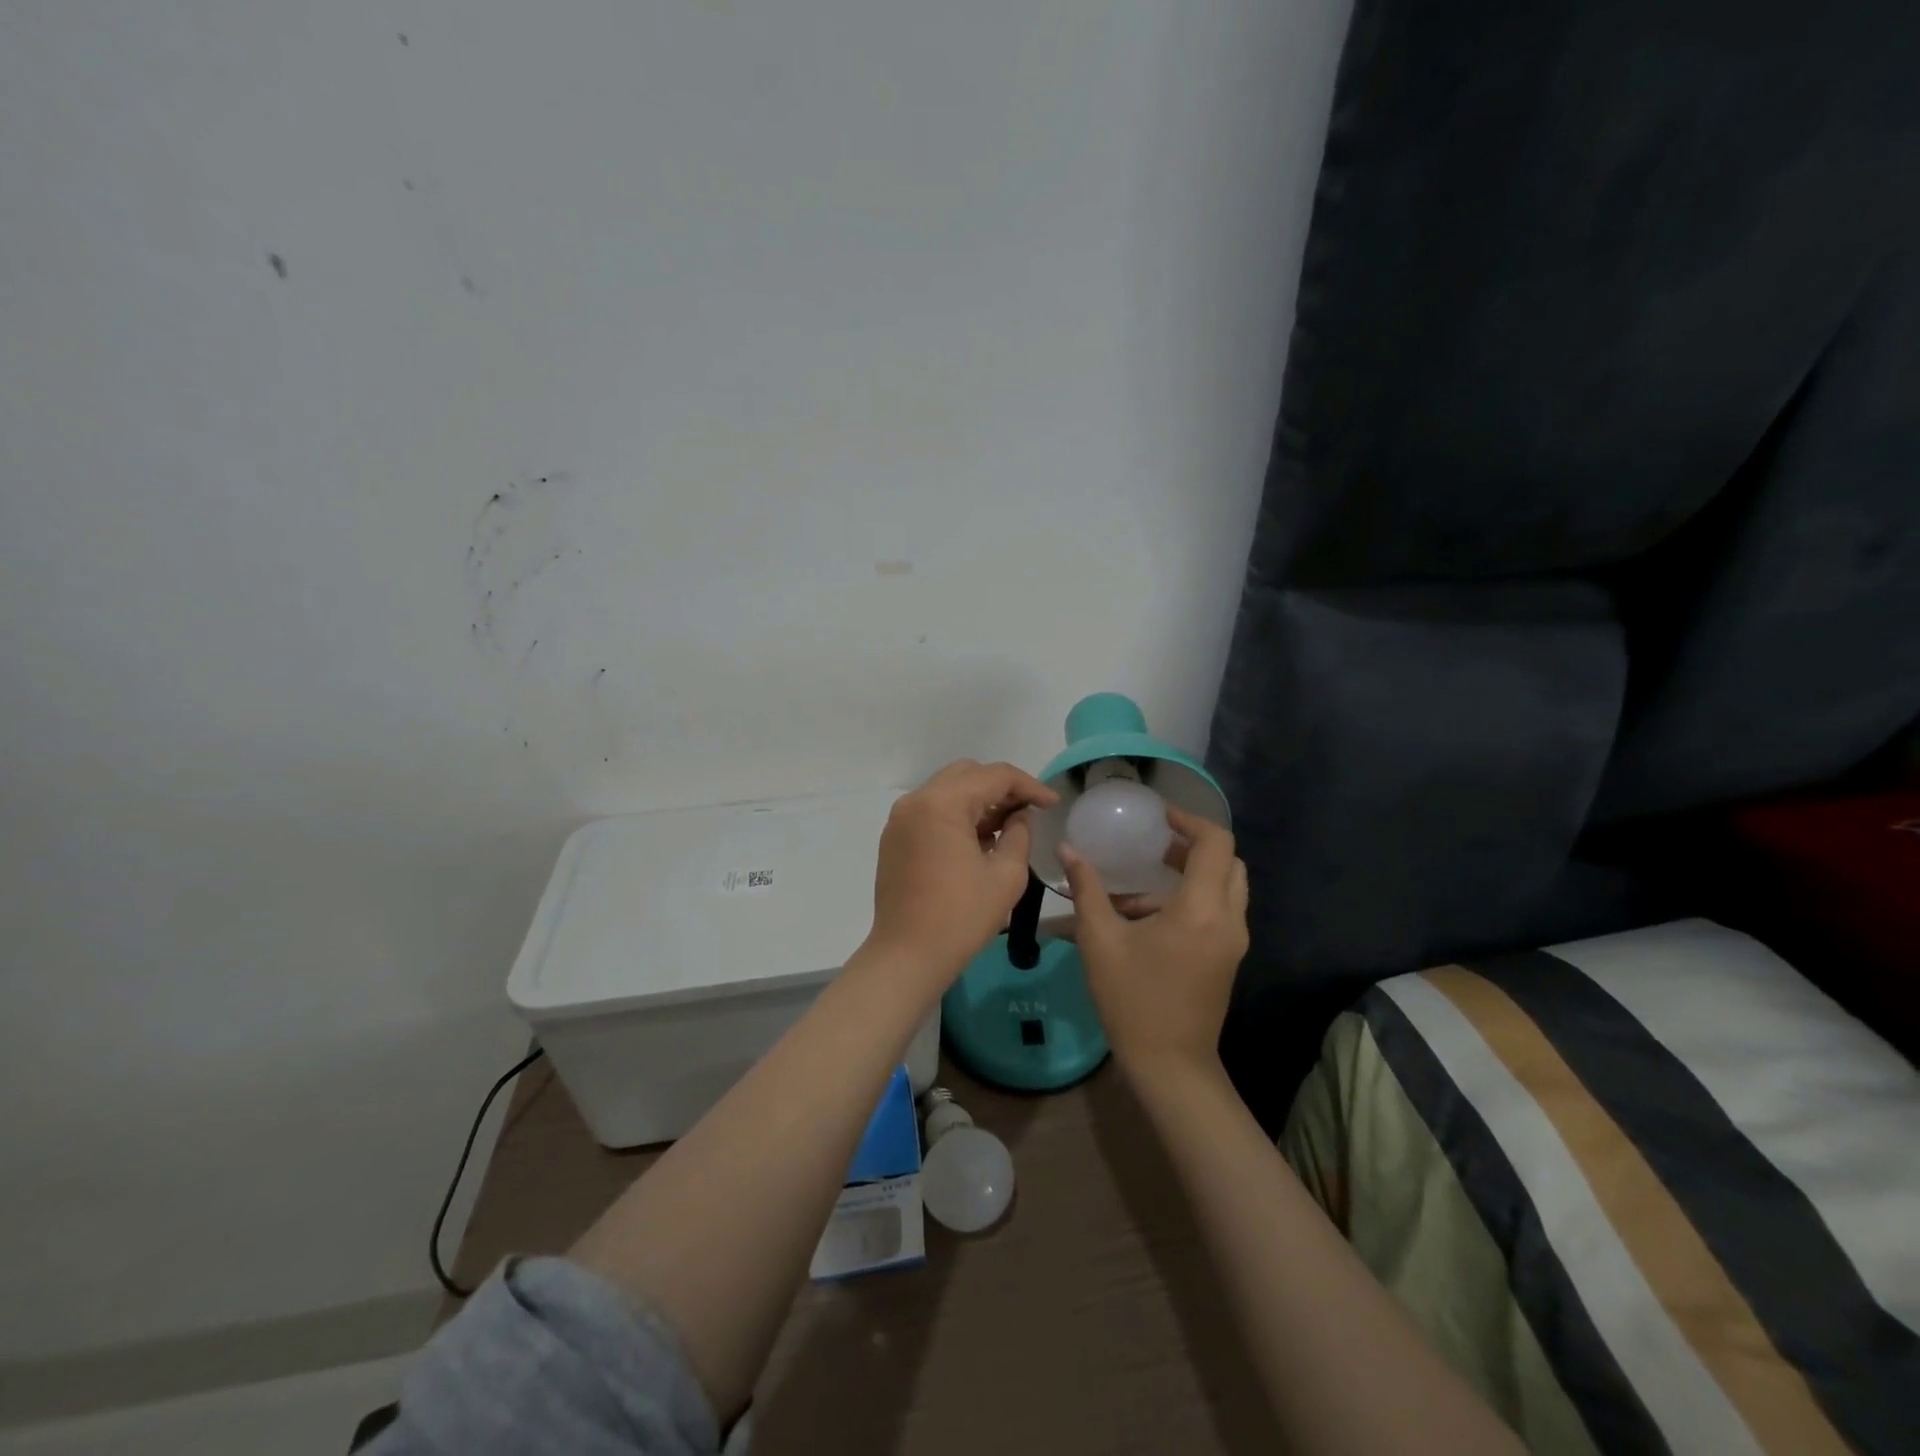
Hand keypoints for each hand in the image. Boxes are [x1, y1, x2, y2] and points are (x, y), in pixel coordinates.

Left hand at [867, 760, 1058, 985]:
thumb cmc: (961, 917)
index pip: (993, 776)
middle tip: (1029, 810)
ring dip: (979, 800)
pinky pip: (931, 811)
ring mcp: (900, 820)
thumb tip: (1019, 816)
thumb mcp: (1006, 876)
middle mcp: (916, 802)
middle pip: (967, 774)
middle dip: (1001, 788)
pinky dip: (957, 815)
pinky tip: (979, 839)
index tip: (1052, 803)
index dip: (1029, 785)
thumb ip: (1019, 835)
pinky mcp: (895, 839)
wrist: (907, 956)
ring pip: (947, 791)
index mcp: (941, 804)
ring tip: (1008, 826)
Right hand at [1060, 807, 1248, 1075]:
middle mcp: (1228, 919)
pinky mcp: (1229, 957)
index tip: (1158, 816)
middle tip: (1155, 843)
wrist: (1170, 1065)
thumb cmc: (1132, 1000)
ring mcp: (1233, 941)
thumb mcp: (1100, 940)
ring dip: (1193, 872)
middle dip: (1194, 844)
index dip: (1190, 820)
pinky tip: (1150, 913)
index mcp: (1201, 909)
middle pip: (1228, 861)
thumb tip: (1067, 849)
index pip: (1216, 843)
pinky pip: (1221, 910)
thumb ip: (1087, 888)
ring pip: (1227, 886)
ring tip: (1145, 877)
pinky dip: (1195, 897)